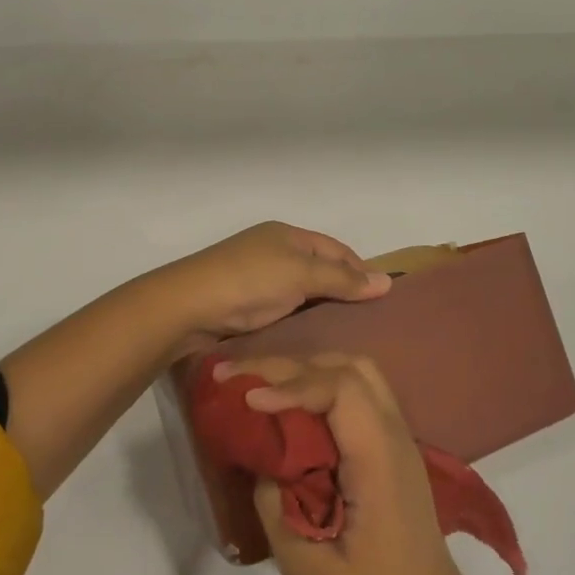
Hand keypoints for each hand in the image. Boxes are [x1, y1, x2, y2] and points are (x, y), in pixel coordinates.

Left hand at [143, 222, 389, 349]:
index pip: (336, 249)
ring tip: (346, 336)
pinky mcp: (244, 304)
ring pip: (300, 291)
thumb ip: (342, 279)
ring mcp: (257, 277)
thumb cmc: (249, 282)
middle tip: (368, 323)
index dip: (360, 270)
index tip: (382, 299)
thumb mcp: (300, 275)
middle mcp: (273, 251)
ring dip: (320, 308)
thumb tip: (386, 281)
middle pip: (319, 269)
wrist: (187, 306)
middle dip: (342, 291)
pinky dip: (299, 320)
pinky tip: (312, 340)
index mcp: (287, 235)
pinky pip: (282, 308)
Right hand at [218, 353, 486, 574]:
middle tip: (241, 378)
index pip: (339, 388)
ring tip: (262, 386)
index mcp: (379, 457)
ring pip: (356, 373)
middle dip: (290, 365)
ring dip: (308, 370)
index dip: (290, 384)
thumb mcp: (307, 568)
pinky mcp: (392, 449)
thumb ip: (275, 506)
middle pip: (347, 367)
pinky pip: (359, 394)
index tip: (249, 400)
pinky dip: (322, 387)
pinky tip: (292, 407)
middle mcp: (393, 434)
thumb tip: (262, 464)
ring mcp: (398, 438)